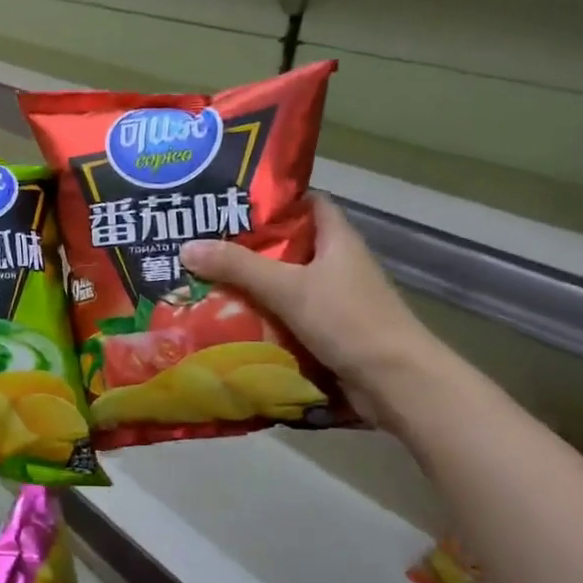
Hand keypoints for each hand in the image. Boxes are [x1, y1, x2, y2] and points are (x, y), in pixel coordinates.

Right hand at [180, 194, 442, 421]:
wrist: (396, 384)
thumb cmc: (349, 321)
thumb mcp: (289, 288)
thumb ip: (238, 267)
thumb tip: (186, 247)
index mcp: (338, 240)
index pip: (307, 203)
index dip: (273, 199)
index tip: (231, 202)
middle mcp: (337, 264)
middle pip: (288, 245)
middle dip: (248, 246)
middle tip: (202, 244)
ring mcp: (334, 300)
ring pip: (285, 283)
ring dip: (251, 285)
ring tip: (203, 280)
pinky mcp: (328, 332)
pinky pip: (287, 316)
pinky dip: (261, 317)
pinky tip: (227, 320)